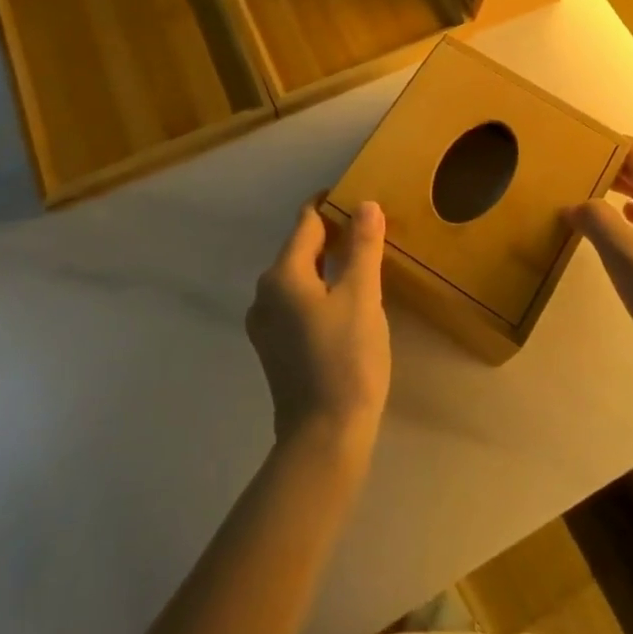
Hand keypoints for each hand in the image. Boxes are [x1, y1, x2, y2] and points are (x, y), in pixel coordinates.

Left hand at [247, 201, 390, 451]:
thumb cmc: (346, 359)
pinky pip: (296, 304)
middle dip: (331, 236)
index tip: (355, 196)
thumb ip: (363, 247)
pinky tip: (343, 303)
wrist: (324, 438)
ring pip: (298, 278)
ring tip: (360, 263)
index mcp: (282, 275)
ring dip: (325, 266)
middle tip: (367, 231)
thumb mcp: (362, 296)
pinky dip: (318, 292)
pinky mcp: (274, 349)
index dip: (330, 206)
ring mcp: (265, 325)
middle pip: (299, 249)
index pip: (306, 223)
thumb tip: (365, 204)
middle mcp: (264, 294)